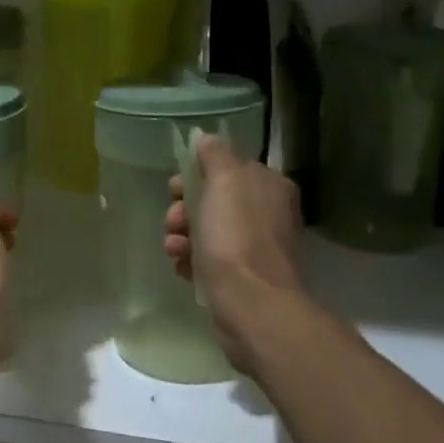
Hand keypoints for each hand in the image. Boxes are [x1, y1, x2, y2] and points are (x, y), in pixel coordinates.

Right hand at [165, 135, 304, 370]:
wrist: (251, 303)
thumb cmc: (236, 235)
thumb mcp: (224, 180)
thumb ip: (215, 154)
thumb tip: (206, 139)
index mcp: (270, 186)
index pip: (229, 168)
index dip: (197, 175)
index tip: (176, 188)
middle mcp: (269, 214)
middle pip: (215, 200)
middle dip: (185, 209)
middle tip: (173, 221)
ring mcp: (257, 248)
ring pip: (208, 231)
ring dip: (183, 236)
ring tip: (174, 249)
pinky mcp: (245, 278)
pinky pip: (210, 260)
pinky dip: (192, 261)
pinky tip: (183, 268)